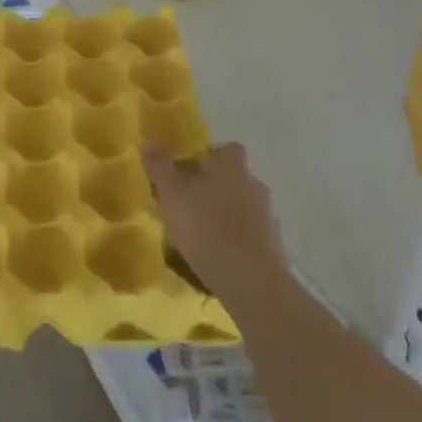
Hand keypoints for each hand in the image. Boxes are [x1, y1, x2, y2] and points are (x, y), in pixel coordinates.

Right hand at [143, 142, 287, 304]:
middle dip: (213, 187)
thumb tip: (149, 140)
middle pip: (232, 177)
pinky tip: (217, 254)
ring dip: (224, 214)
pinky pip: (249, 233)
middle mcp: (253, 183)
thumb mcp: (171, 193)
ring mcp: (267, 215)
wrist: (250, 281)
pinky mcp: (272, 245)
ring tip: (199, 233)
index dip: (207, 157)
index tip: (187, 172)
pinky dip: (235, 238)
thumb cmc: (205, 227)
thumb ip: (159, 166)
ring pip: (241, 205)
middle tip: (187, 203)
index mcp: (231, 166)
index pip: (224, 149)